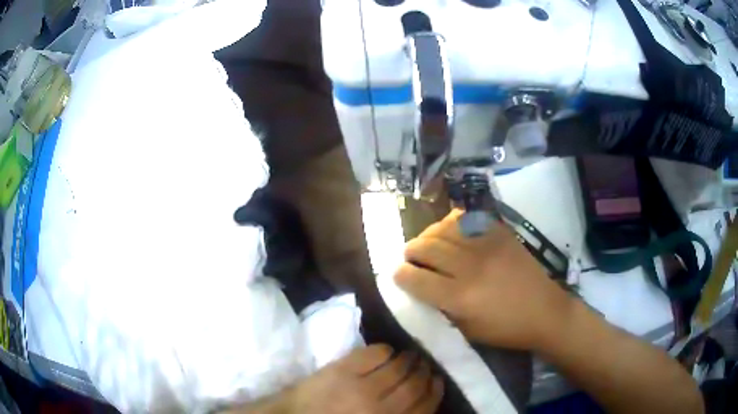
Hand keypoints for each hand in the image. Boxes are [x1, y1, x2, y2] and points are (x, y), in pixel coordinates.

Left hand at [285, 345, 442, 413]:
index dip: (435, 392)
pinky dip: (386, 349)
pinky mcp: (343, 370)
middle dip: (424, 373)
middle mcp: (380, 409)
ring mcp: (361, 388)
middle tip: (425, 365)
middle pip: (415, 385)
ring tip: (410, 356)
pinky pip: (376, 353)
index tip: (437, 381)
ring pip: (399, 367)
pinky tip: (386, 351)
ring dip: (409, 358)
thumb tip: (420, 401)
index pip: (424, 407)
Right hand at [394, 210, 574, 350]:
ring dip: (429, 235)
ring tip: (428, 243)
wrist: (545, 311)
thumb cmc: (505, 330)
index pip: (415, 278)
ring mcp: (487, 245)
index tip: (398, 274)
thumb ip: (441, 308)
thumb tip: (421, 287)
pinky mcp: (501, 233)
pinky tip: (451, 232)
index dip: (400, 275)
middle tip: (410, 257)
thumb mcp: (467, 330)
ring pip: (443, 227)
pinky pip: (467, 218)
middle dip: (410, 251)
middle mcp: (470, 266)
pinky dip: (452, 223)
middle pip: (426, 247)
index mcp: (460, 297)